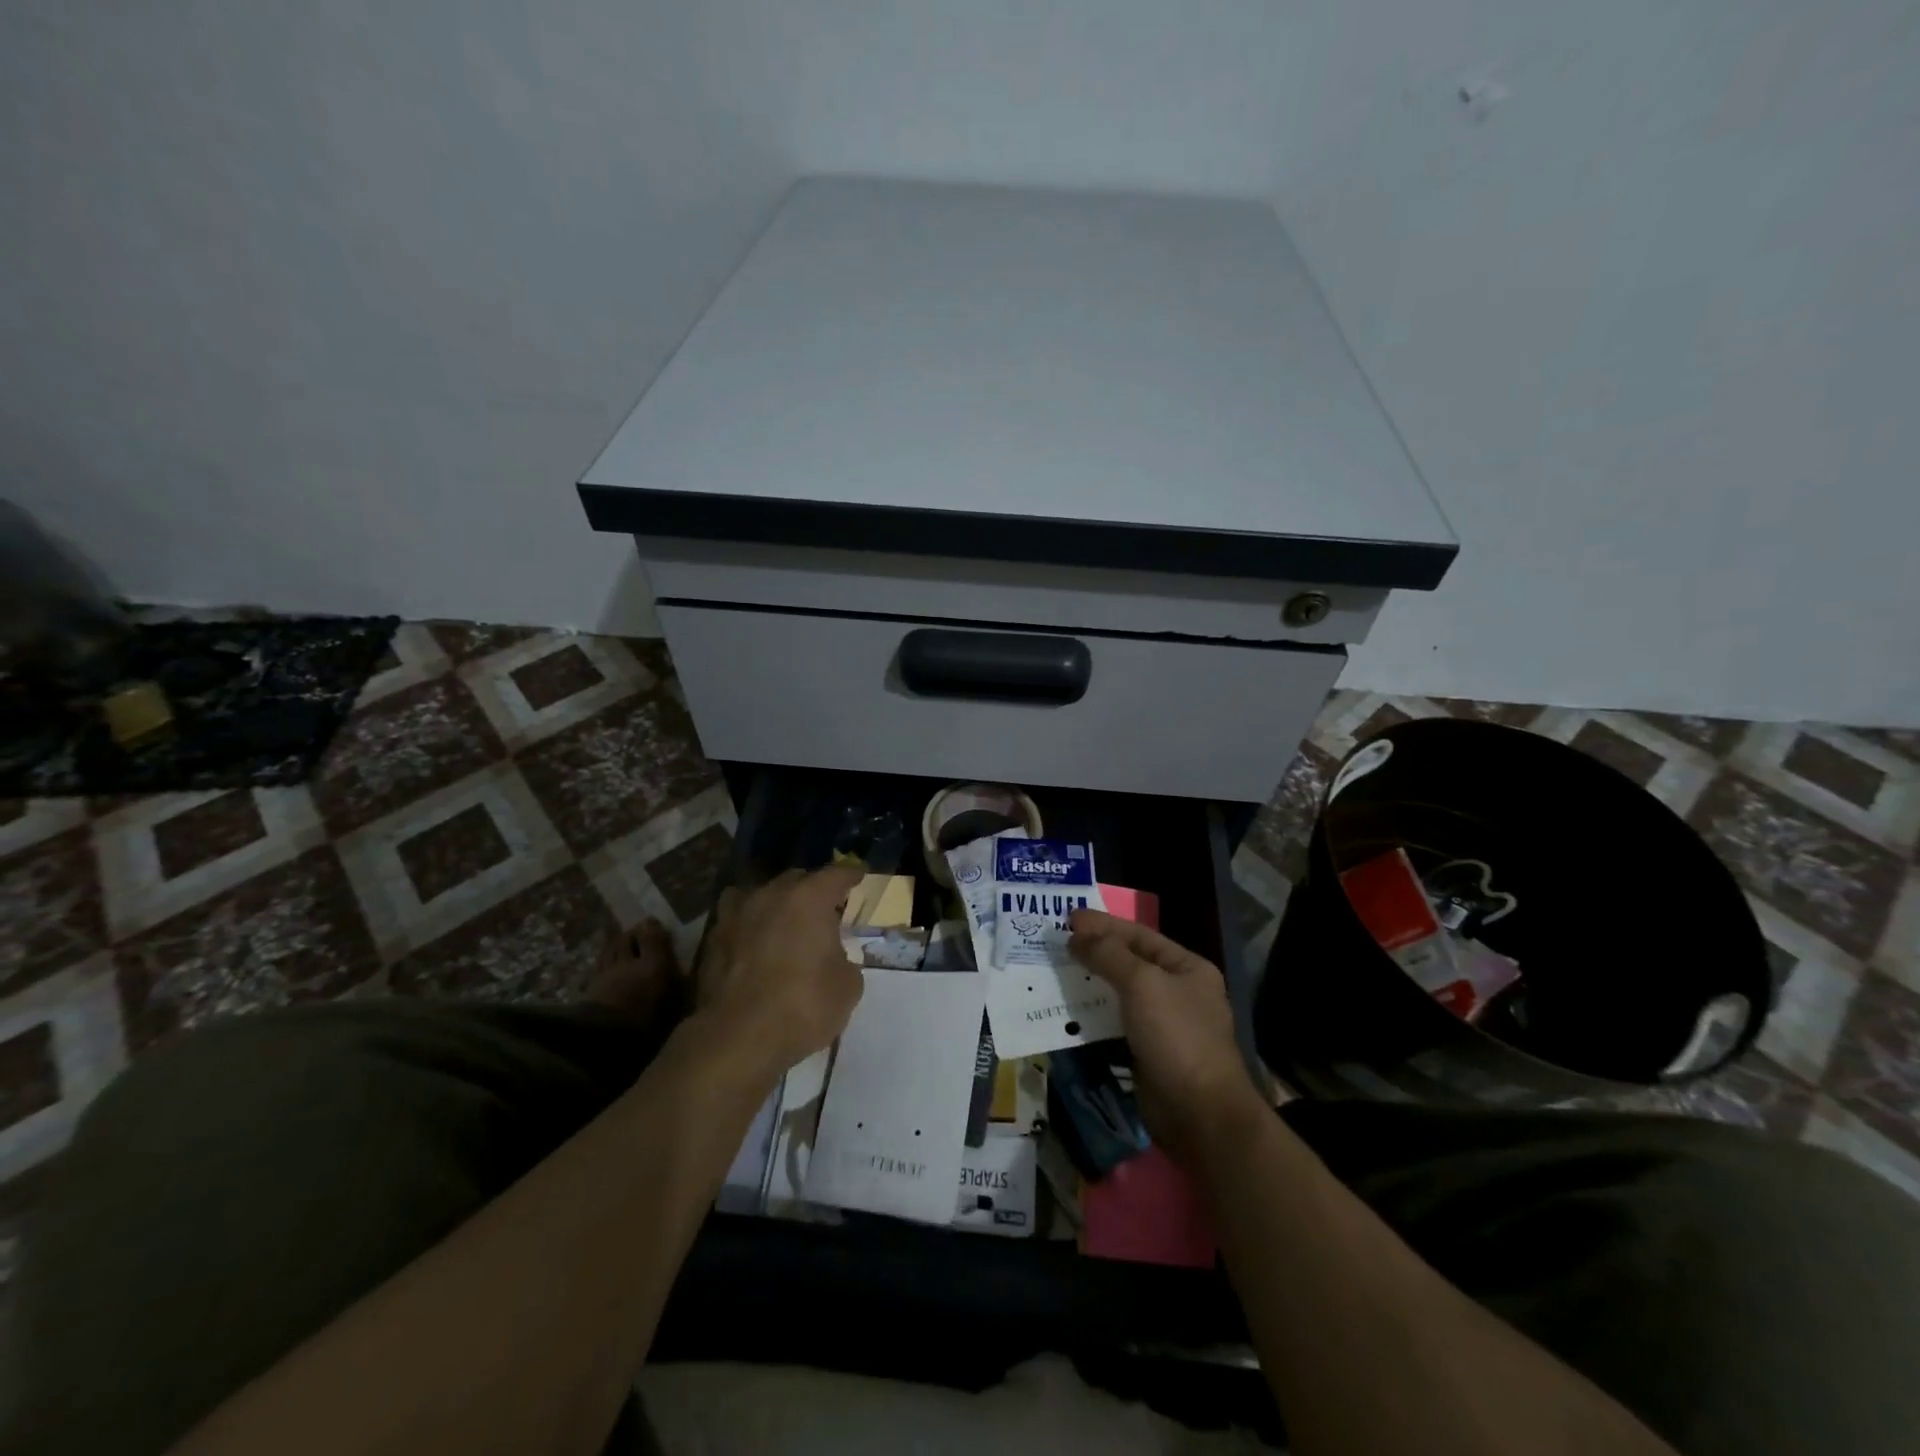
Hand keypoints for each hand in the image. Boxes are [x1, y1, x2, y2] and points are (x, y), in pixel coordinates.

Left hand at [693, 865, 865, 1076]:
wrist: (738, 1038)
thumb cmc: (803, 1006)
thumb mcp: (848, 986)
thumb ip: (844, 960)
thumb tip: (833, 958)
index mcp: (809, 898)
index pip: (836, 874)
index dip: (851, 874)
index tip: (859, 875)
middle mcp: (771, 895)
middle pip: (797, 879)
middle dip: (813, 889)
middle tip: (824, 908)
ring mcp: (737, 914)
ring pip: (762, 894)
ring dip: (777, 903)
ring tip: (785, 921)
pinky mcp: (713, 939)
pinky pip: (738, 920)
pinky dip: (750, 926)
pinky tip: (755, 943)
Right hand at [1068, 909, 1266, 1165]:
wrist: (1199, 1114)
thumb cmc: (1177, 1037)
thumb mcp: (1143, 984)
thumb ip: (1109, 955)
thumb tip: (1076, 936)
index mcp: (1187, 967)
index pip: (1139, 935)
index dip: (1103, 924)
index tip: (1068, 918)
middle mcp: (1177, 991)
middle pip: (1129, 962)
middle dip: (1094, 951)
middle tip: (1057, 942)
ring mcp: (1163, 1024)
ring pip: (1119, 993)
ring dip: (1089, 983)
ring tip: (1055, 971)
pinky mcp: (1146, 1052)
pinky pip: (1114, 1023)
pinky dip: (1091, 1014)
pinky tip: (1067, 1008)